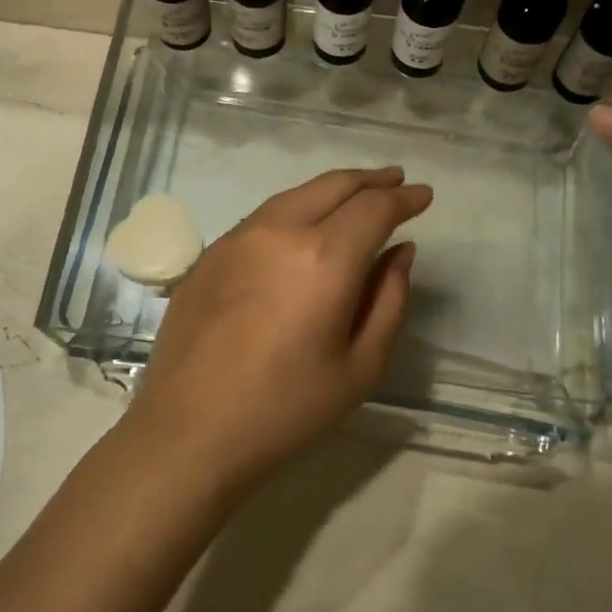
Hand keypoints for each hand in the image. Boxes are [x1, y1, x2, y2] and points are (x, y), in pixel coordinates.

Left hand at [128, 167, 431, 495]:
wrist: (187, 431)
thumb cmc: (285, 410)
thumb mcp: (360, 367)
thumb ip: (389, 301)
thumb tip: (400, 251)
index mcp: (324, 259)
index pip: (373, 208)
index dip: (403, 198)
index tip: (424, 196)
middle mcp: (279, 232)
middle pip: (333, 185)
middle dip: (371, 179)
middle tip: (396, 181)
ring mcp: (238, 238)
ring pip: (295, 194)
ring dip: (332, 189)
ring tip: (355, 195)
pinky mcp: (210, 254)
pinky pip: (264, 215)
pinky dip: (296, 208)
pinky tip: (303, 225)